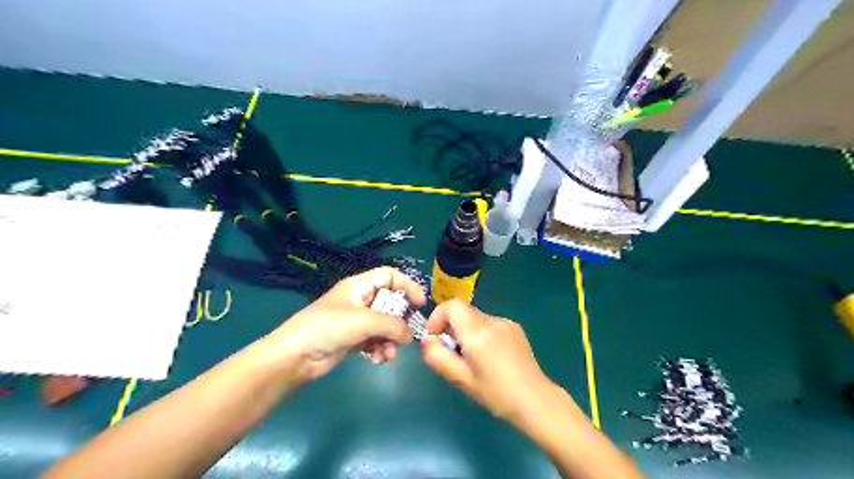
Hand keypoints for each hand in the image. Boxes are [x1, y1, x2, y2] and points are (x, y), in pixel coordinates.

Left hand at [265, 265, 426, 380]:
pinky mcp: (353, 339)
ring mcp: (356, 321)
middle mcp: (359, 300)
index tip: (420, 303)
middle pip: (390, 304)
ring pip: (385, 325)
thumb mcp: (364, 321)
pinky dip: (379, 349)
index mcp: (359, 286)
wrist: (295, 356)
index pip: (389, 276)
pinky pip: (375, 340)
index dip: (407, 285)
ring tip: (388, 353)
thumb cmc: (329, 328)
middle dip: (399, 321)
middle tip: (406, 335)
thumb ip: (393, 325)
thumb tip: (411, 335)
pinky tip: (377, 360)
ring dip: (390, 340)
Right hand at [420, 300, 561, 430]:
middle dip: (451, 327)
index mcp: (477, 332)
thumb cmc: (496, 393)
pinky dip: (481, 333)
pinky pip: (489, 324)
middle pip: (463, 311)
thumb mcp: (461, 379)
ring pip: (476, 318)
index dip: (438, 316)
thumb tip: (426, 340)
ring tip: (472, 358)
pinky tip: (490, 357)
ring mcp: (505, 322)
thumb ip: (438, 357)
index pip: (452, 305)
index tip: (435, 337)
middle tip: (452, 353)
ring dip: (466, 331)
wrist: (535, 400)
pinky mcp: (515, 328)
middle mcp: (492, 320)